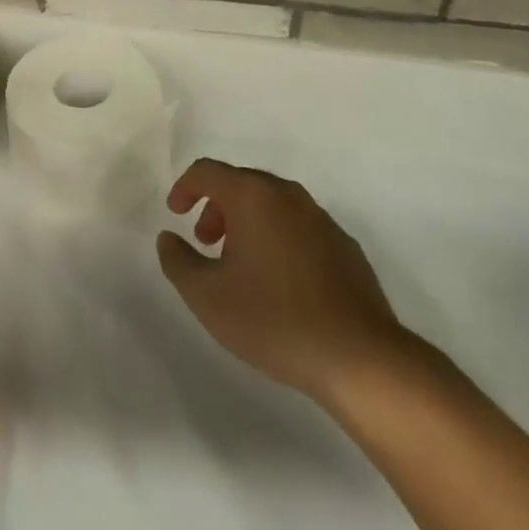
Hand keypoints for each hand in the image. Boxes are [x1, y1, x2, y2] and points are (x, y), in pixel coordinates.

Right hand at [157, 159, 412, 404]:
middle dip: (217, 207)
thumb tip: (168, 238)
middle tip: (206, 243)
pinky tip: (280, 283)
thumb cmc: (274, 319)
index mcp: (253, 196)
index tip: (175, 213)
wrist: (359, 357)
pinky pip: (299, 228)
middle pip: (241, 184)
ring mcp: (321, 219)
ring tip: (240, 266)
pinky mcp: (345, 246)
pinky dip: (278, 239)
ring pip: (272, 205)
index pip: (208, 171)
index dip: (185, 187)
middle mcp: (287, 195)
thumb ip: (178, 262)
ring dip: (248, 224)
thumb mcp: (208, 297)